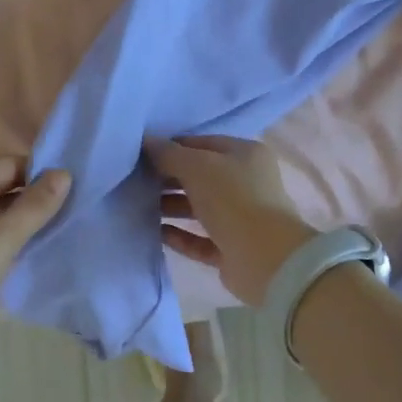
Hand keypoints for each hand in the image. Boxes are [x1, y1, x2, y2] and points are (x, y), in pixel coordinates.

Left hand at [0, 158, 70, 324]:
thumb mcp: (2, 239)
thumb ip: (35, 206)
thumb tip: (65, 173)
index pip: (10, 163)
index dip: (41, 173)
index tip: (71, 190)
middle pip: (3, 184)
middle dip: (35, 195)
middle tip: (70, 210)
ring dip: (24, 216)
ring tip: (57, 227)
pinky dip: (10, 233)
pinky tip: (30, 246)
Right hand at [147, 136, 316, 307]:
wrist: (266, 259)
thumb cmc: (234, 200)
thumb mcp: (198, 167)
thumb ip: (169, 154)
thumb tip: (146, 142)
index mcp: (245, 155)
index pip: (202, 144)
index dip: (172, 147)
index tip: (141, 155)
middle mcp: (245, 183)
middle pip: (199, 176)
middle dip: (168, 178)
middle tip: (135, 181)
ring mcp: (240, 218)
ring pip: (198, 208)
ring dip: (170, 206)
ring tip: (138, 206)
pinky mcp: (231, 249)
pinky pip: (199, 238)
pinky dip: (179, 235)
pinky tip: (155, 232)